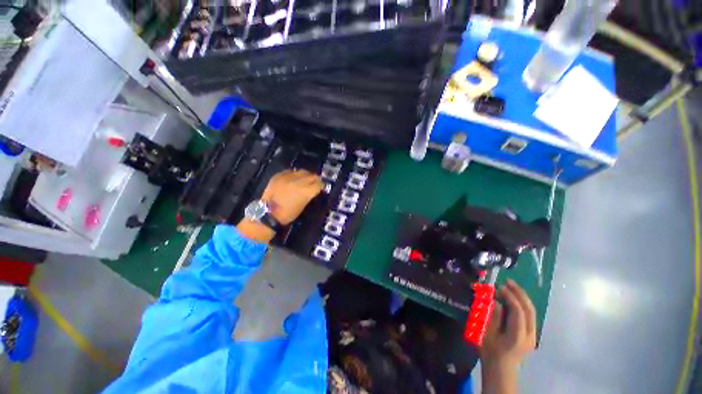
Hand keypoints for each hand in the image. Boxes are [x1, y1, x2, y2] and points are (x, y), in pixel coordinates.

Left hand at [262, 169, 323, 224]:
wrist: (268, 214)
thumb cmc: (288, 214)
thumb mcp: (303, 205)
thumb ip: (310, 194)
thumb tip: (313, 189)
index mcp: (306, 191)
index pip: (319, 183)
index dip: (322, 185)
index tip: (321, 187)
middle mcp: (298, 181)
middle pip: (312, 176)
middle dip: (315, 179)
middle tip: (315, 183)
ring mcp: (287, 177)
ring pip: (302, 171)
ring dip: (305, 175)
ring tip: (305, 179)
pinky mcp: (279, 175)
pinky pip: (290, 171)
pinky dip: (294, 174)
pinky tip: (294, 178)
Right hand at [480, 280, 536, 368]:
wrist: (501, 369)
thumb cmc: (490, 351)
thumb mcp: (487, 334)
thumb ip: (493, 317)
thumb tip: (496, 301)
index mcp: (518, 336)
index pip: (518, 311)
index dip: (509, 296)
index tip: (499, 286)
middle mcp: (530, 335)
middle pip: (529, 310)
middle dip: (520, 293)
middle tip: (508, 281)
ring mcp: (533, 336)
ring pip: (532, 312)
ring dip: (522, 297)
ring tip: (511, 286)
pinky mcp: (531, 335)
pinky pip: (530, 316)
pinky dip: (523, 304)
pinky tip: (514, 298)